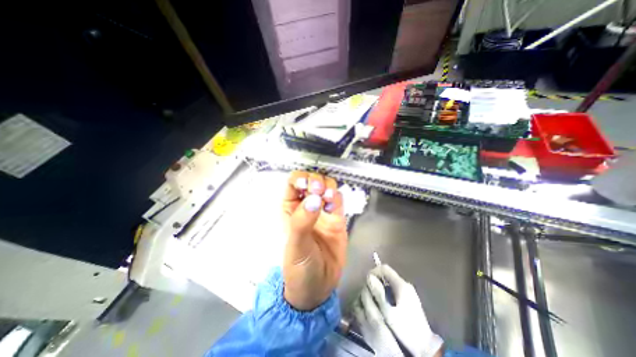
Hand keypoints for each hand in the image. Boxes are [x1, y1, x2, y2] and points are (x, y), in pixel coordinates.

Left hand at [281, 171, 346, 310]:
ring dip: (328, 186)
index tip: (306, 185)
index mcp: (290, 208)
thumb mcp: (295, 245)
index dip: (300, 178)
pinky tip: (334, 204)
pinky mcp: (337, 217)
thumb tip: (313, 199)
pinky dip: (337, 197)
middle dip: (316, 181)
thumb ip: (302, 221)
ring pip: (326, 187)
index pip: (293, 183)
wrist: (318, 286)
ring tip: (328, 198)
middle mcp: (306, 206)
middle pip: (312, 181)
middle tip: (318, 191)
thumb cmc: (299, 267)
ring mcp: (323, 211)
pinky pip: (338, 199)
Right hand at [352, 266, 443, 356]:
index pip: (384, 268)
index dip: (373, 272)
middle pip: (386, 274)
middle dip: (375, 281)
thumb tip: (369, 277)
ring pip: (389, 282)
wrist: (426, 347)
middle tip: (369, 292)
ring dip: (380, 287)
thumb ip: (378, 293)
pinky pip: (393, 289)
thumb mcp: (388, 312)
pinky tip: (382, 303)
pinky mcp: (408, 299)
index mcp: (401, 285)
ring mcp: (408, 291)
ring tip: (373, 298)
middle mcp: (405, 284)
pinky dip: (385, 292)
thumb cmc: (406, 330)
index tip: (366, 282)